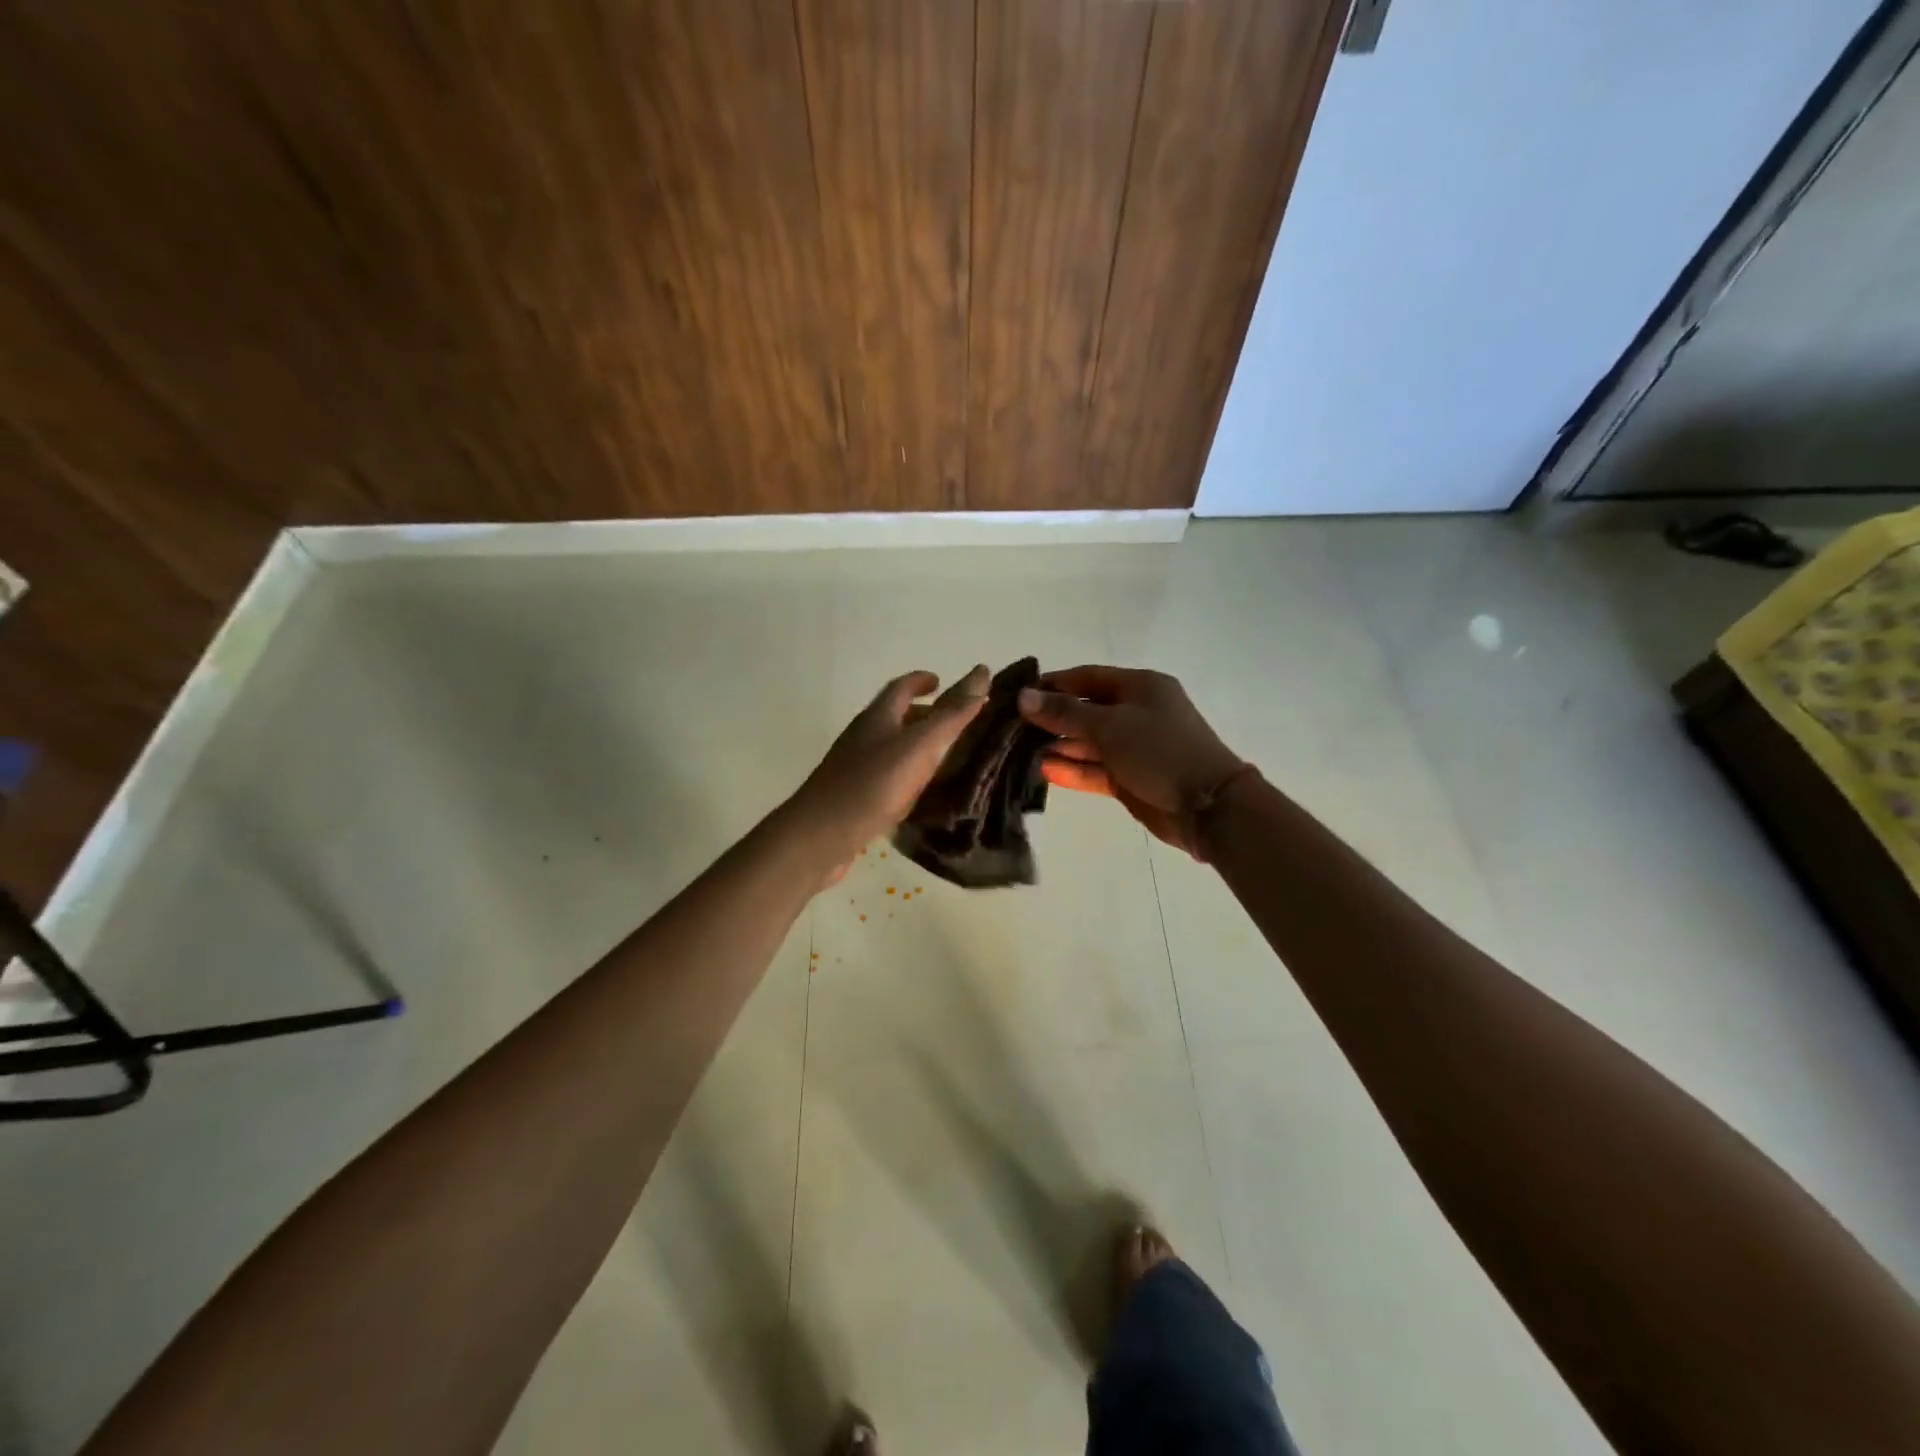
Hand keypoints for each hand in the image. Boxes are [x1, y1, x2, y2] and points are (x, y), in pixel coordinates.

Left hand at [788, 666, 990, 879]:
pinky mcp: (853, 797)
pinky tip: (919, 794)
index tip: (941, 681)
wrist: (820, 837)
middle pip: (894, 717)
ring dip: (914, 746)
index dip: (921, 680)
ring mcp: (854, 768)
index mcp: (877, 717)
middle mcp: (863, 737)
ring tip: (944, 757)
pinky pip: (884, 777)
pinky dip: (905, 776)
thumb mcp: (920, 746)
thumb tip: (982, 672)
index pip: (901, 687)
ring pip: (889, 748)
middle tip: (953, 723)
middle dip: (922, 714)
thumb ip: (952, 714)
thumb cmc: (872, 785)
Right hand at [1018, 666, 1242, 855]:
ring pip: (1089, 742)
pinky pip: (1096, 768)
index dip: (1054, 684)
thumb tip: (1024, 696)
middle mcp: (1137, 712)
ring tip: (1021, 752)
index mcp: (1140, 687)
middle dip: (1052, 719)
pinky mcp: (1131, 777)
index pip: (1088, 677)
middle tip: (1013, 728)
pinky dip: (1073, 769)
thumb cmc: (1159, 751)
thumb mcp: (1109, 725)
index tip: (1019, 695)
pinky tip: (1044, 770)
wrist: (1207, 806)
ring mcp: (1135, 747)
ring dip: (1059, 746)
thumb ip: (1065, 712)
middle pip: (1086, 710)